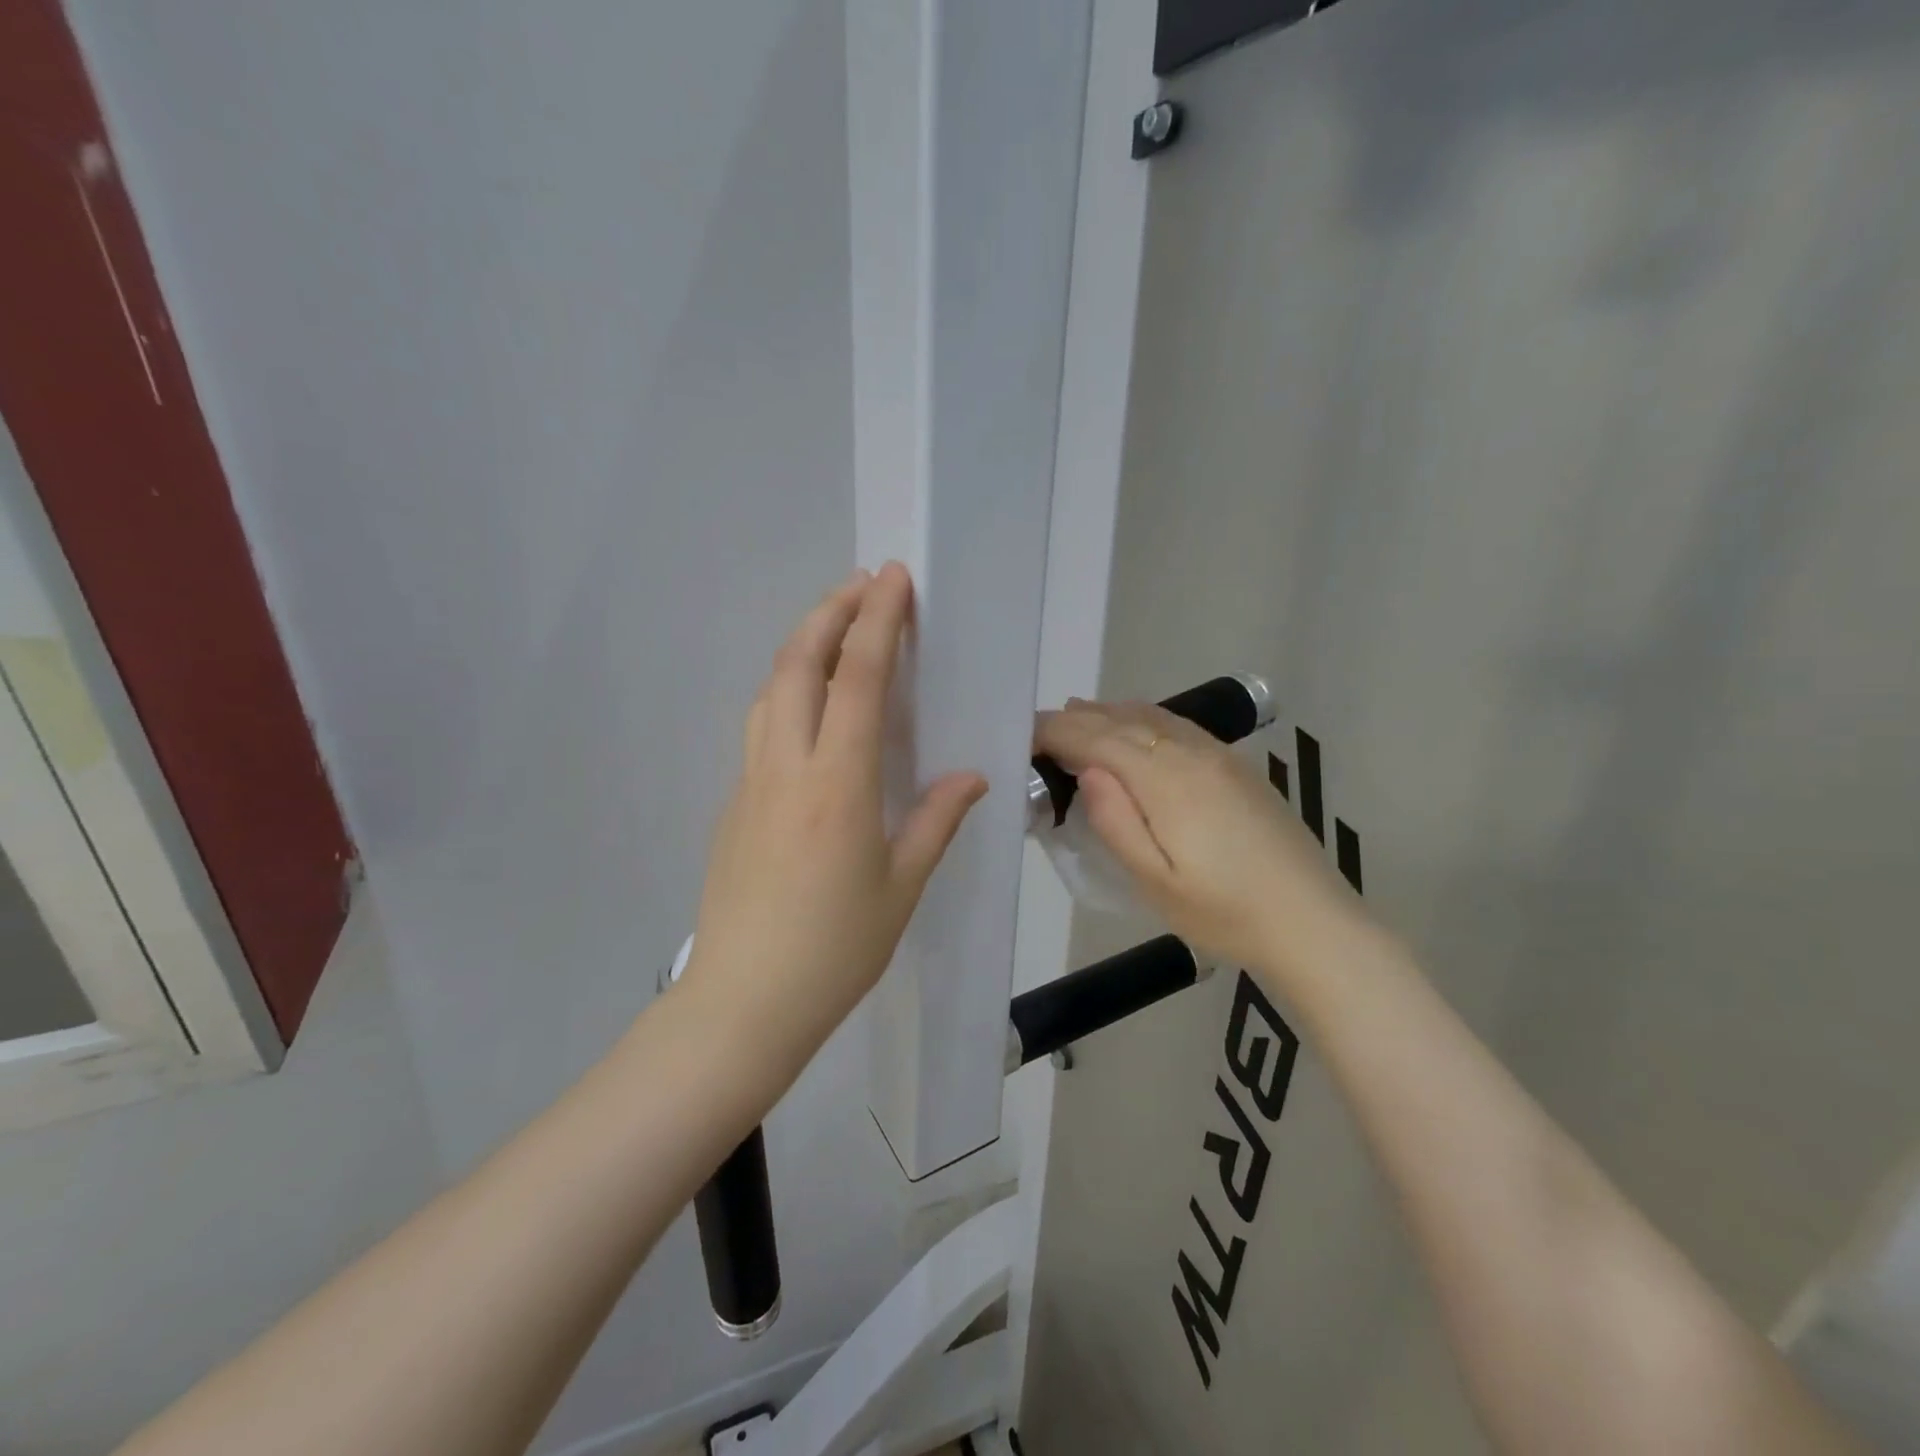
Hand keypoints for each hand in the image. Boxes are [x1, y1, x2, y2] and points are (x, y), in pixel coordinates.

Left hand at [684, 564, 986, 1064]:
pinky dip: (788, 691)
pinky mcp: (733, 803)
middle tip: (864, 585)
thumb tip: (970, 777)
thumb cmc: (835, 949)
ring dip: (803, 646)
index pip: (859, 679)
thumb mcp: (901, 887)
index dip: (878, 621)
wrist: (743, 1001)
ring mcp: (751, 782)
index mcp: (838, 783)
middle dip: (831, 611)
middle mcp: (787, 766)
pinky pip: (761, 726)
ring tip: (836, 630)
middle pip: (799, 663)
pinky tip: (810, 708)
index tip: (894, 579)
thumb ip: (936, 821)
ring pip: (771, 689)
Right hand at [1034, 699, 1369, 978]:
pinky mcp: (1236, 765)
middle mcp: (1191, 753)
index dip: (1056, 733)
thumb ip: (1116, 823)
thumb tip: (1086, 770)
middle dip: (1075, 720)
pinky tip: (1134, 727)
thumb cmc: (1225, 913)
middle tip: (1038, 729)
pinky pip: (1177, 725)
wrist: (1313, 923)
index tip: (1022, 736)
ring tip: (1074, 715)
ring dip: (1107, 713)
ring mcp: (1219, 755)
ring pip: (1151, 717)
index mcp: (1166, 781)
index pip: (1097, 739)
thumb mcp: (1156, 884)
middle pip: (1122, 721)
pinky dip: (1142, 718)